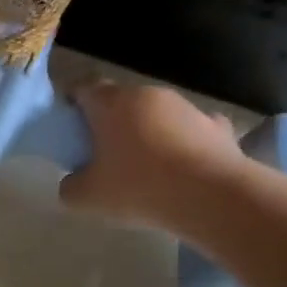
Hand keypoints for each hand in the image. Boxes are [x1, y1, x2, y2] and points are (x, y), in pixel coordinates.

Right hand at [59, 80, 244, 231]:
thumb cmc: (138, 188)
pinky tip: (182, 171)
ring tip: (146, 170)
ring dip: (147, 134)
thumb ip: (70, 186)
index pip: (84, 88)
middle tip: (104, 156)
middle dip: (110, 123)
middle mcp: (148, 94)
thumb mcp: (86, 198)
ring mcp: (186, 106)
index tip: (70, 129)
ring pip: (157, 115)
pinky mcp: (216, 125)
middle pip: (121, 102)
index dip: (73, 105)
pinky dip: (182, 145)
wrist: (210, 196)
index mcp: (112, 103)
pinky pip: (190, 131)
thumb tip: (74, 181)